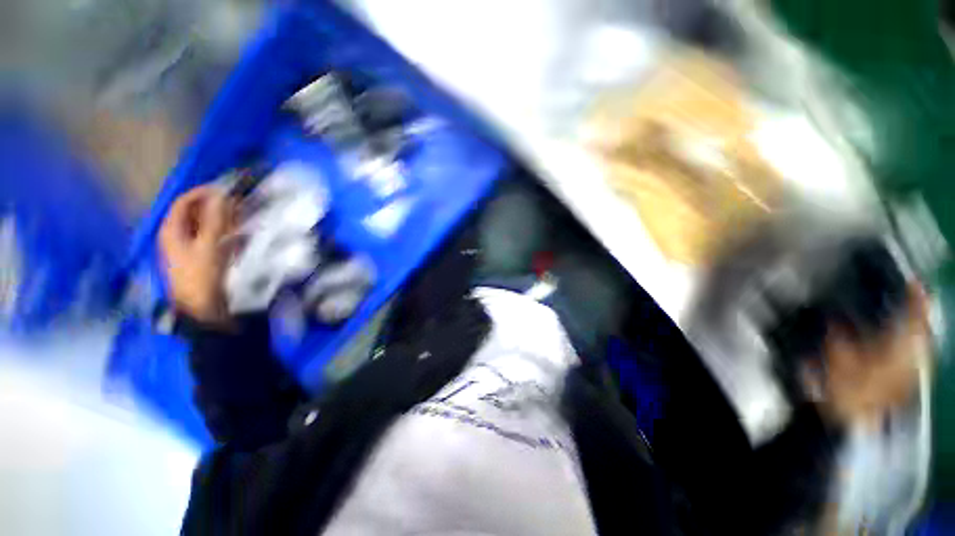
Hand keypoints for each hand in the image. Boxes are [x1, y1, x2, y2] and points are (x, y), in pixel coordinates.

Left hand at [158, 185, 235, 325]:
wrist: (206, 312)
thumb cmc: (203, 276)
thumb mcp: (209, 246)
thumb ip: (216, 219)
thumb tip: (222, 193)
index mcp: (173, 231)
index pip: (184, 202)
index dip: (204, 192)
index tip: (228, 189)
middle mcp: (180, 237)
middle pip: (198, 214)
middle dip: (219, 206)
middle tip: (243, 203)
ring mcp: (194, 250)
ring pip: (210, 227)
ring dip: (228, 220)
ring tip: (248, 218)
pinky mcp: (208, 260)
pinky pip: (219, 240)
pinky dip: (231, 234)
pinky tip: (246, 236)